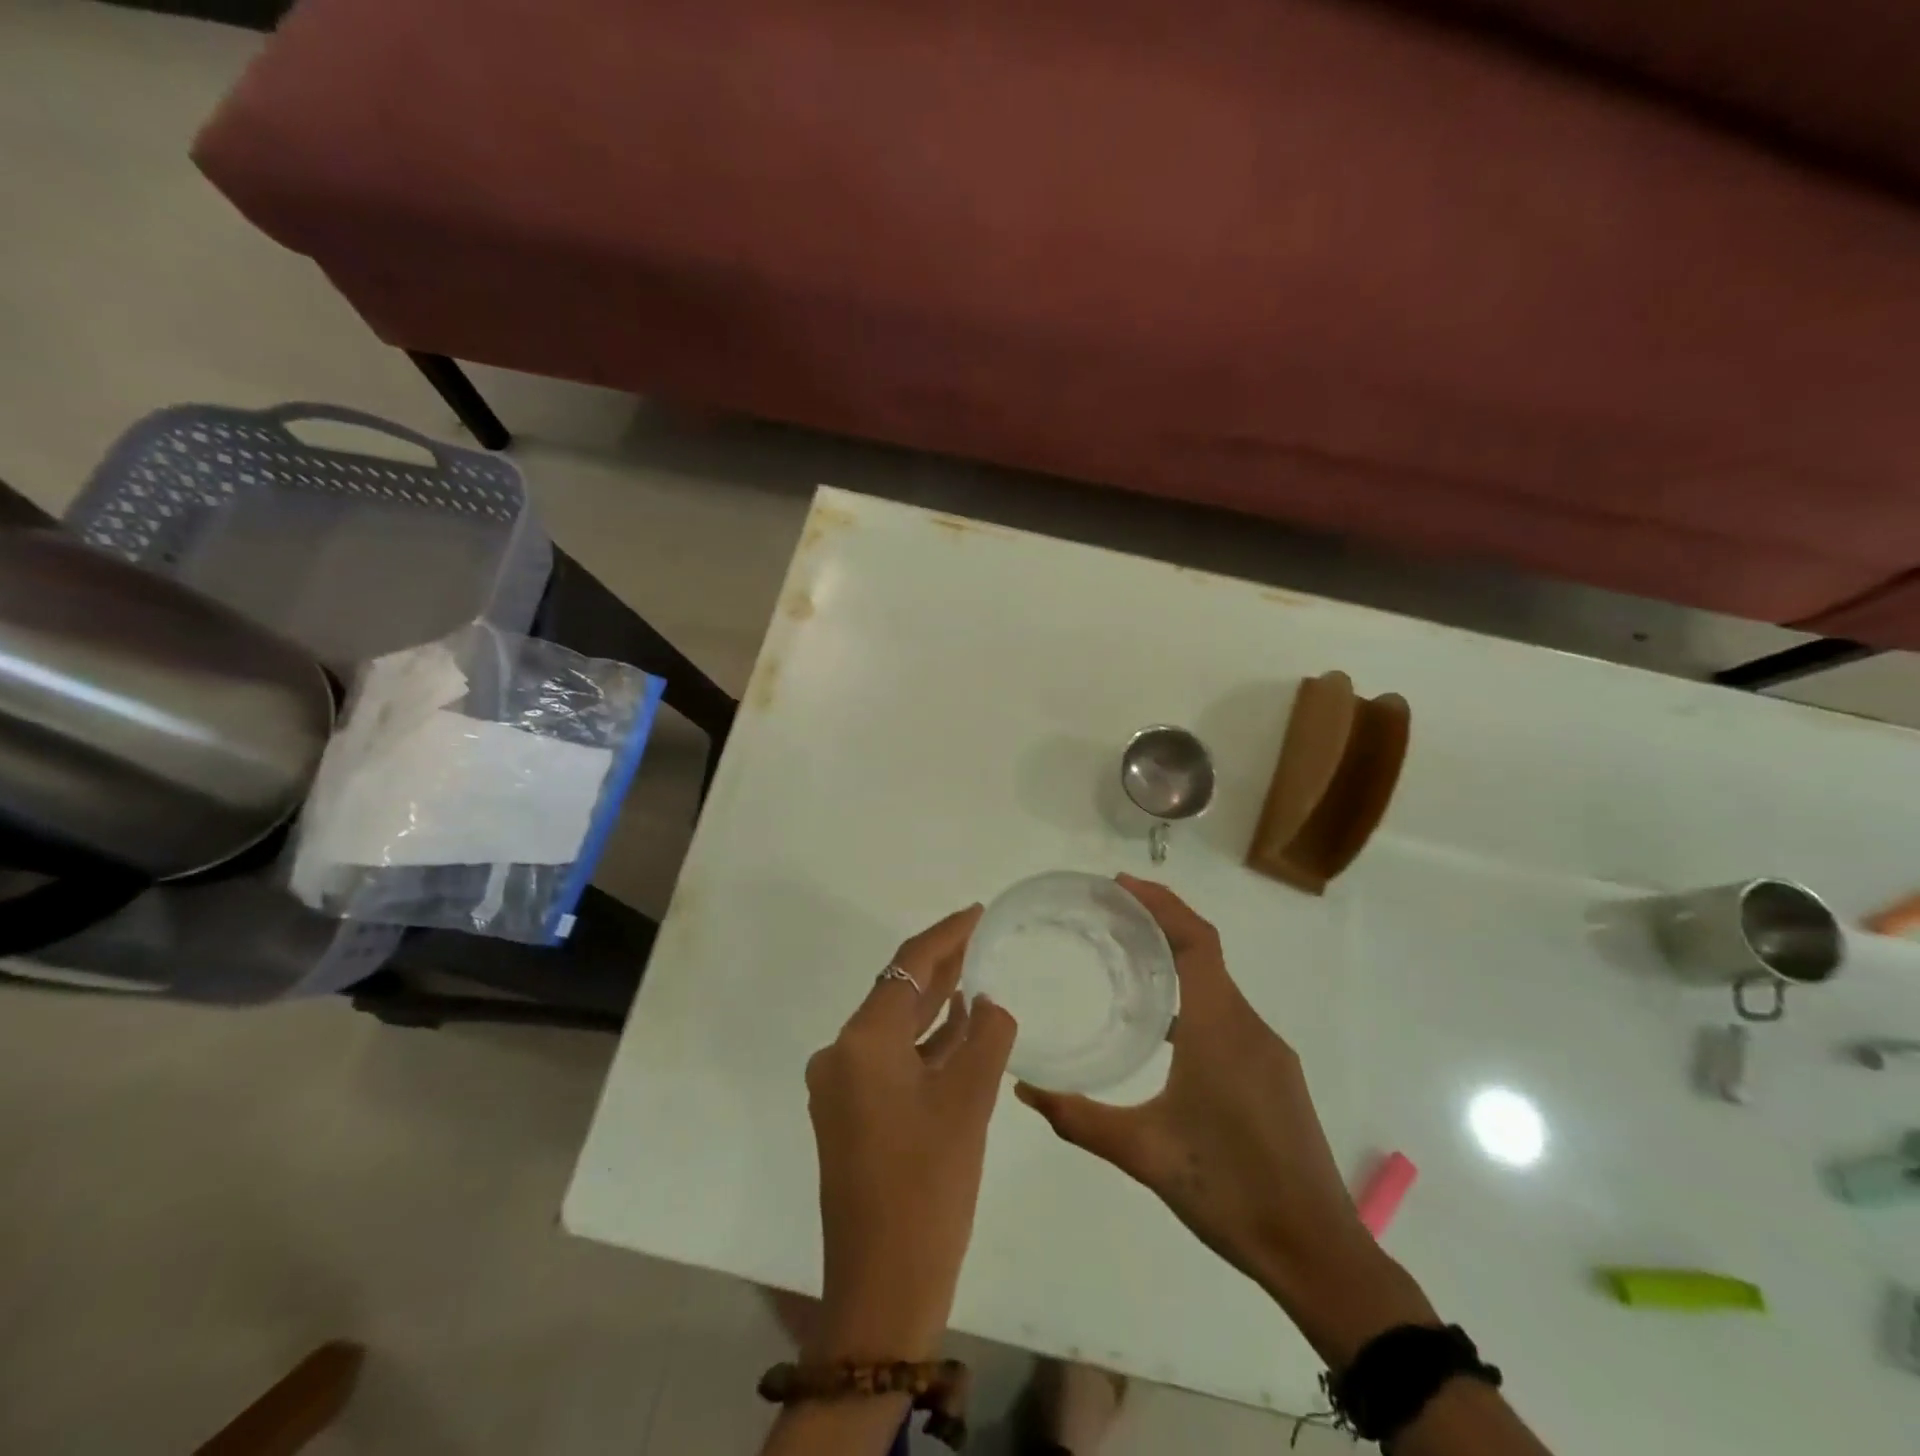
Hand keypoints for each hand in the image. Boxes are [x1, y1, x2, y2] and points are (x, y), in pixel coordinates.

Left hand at [804, 905, 1017, 1362]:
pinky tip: (959, 1030)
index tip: (978, 910)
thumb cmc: (928, 1186)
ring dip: (935, 1004)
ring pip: (895, 1027)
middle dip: (941, 964)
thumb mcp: (969, 1103)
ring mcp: (842, 1087)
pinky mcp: (850, 1115)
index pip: (908, 966)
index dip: (946, 934)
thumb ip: (987, 1037)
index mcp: (861, 1042)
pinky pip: (890, 1059)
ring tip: (977, 974)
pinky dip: (924, 1043)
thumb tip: (989, 1004)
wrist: (883, 1287)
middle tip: (981, 934)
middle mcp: (841, 1054)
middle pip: (898, 992)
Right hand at [1016, 876, 1428, 1360]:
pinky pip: (1229, 1013)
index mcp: (1221, 1027)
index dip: (1160, 903)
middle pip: (1206, 951)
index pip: (1196, 939)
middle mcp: (1249, 1025)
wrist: (1317, 1252)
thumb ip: (1079, 1119)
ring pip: (1218, 984)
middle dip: (1160, 922)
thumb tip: (1024, 1090)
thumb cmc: (1228, 1190)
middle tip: (1109, 914)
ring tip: (1127, 960)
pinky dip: (1194, 996)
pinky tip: (1165, 1027)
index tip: (1118, 885)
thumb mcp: (1143, 1154)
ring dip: (1178, 960)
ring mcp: (1268, 1050)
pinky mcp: (1275, 1074)